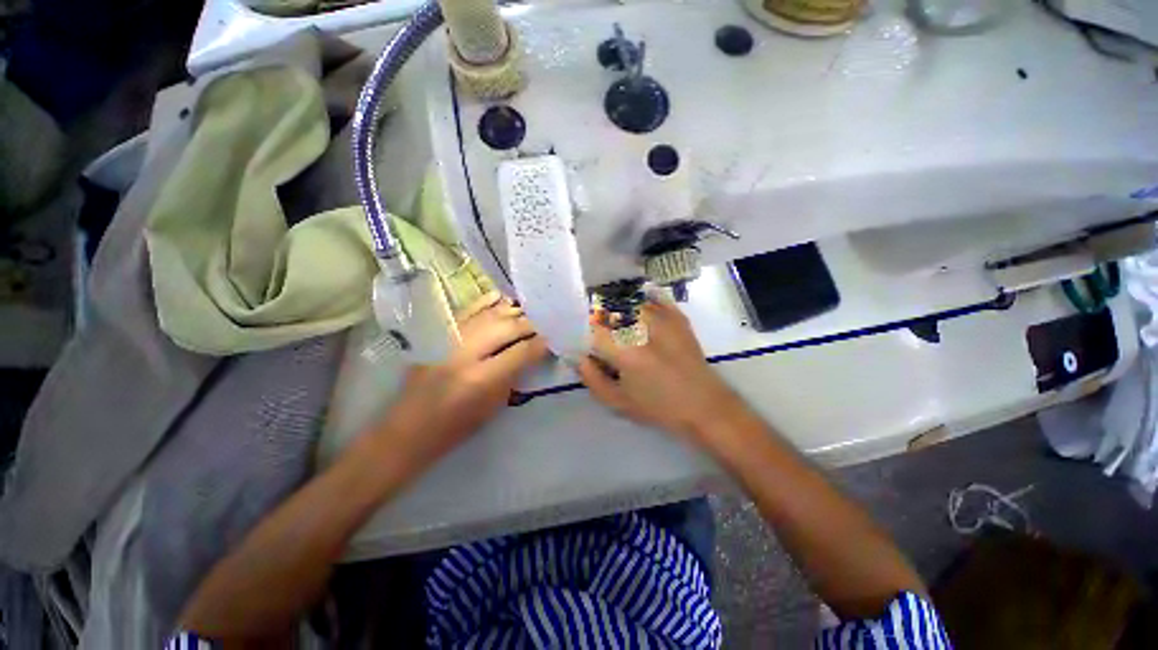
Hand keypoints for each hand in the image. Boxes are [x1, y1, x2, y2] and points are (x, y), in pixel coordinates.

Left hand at [371, 293, 548, 469]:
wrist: (408, 429)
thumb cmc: (455, 426)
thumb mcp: (493, 406)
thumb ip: (514, 375)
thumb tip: (533, 352)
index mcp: (481, 378)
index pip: (521, 351)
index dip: (541, 343)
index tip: (554, 336)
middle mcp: (465, 352)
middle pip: (507, 327)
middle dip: (531, 324)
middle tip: (546, 322)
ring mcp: (449, 339)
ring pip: (489, 315)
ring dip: (513, 311)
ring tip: (529, 311)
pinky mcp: (438, 334)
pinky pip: (467, 310)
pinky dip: (486, 302)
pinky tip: (501, 298)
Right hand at [577, 298, 745, 443]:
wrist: (704, 405)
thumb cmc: (658, 407)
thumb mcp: (618, 402)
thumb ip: (591, 378)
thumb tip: (578, 357)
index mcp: (625, 350)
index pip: (592, 327)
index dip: (582, 331)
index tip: (582, 339)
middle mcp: (642, 328)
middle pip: (608, 309)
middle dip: (597, 317)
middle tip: (597, 332)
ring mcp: (662, 319)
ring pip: (629, 301)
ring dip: (617, 308)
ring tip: (615, 322)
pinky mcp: (677, 317)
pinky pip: (654, 298)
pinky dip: (642, 299)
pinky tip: (637, 308)